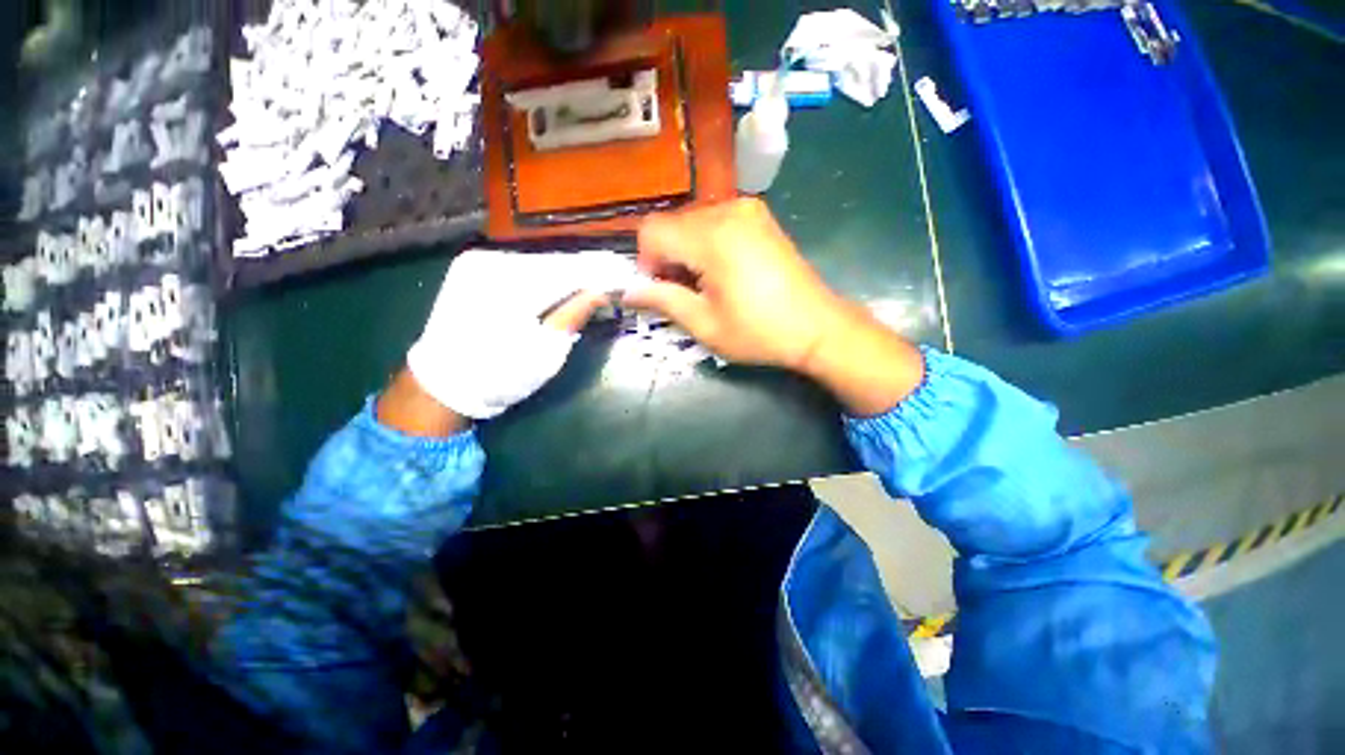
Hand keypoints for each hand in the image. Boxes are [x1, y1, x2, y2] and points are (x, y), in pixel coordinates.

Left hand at [403, 250, 632, 424]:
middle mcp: (493, 262)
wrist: (441, 384)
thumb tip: (601, 291)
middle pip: (554, 262)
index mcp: (513, 285)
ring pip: (537, 262)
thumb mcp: (546, 352)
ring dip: (565, 274)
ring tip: (589, 285)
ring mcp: (478, 262)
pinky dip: (543, 276)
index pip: (570, 270)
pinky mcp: (470, 268)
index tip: (624, 274)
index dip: (600, 271)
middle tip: (610, 281)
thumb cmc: (499, 375)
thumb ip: (574, 315)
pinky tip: (557, 286)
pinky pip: (519, 267)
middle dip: (584, 272)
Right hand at [625, 199, 844, 369]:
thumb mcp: (704, 324)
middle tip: (685, 293)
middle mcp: (727, 210)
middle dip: (667, 257)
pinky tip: (723, 270)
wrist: (817, 327)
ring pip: (691, 221)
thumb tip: (627, 292)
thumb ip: (661, 301)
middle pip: (671, 224)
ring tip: (706, 284)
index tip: (662, 290)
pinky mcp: (759, 216)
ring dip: (686, 251)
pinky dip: (706, 243)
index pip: (651, 231)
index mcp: (711, 237)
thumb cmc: (758, 332)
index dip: (646, 262)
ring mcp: (747, 209)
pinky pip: (714, 221)